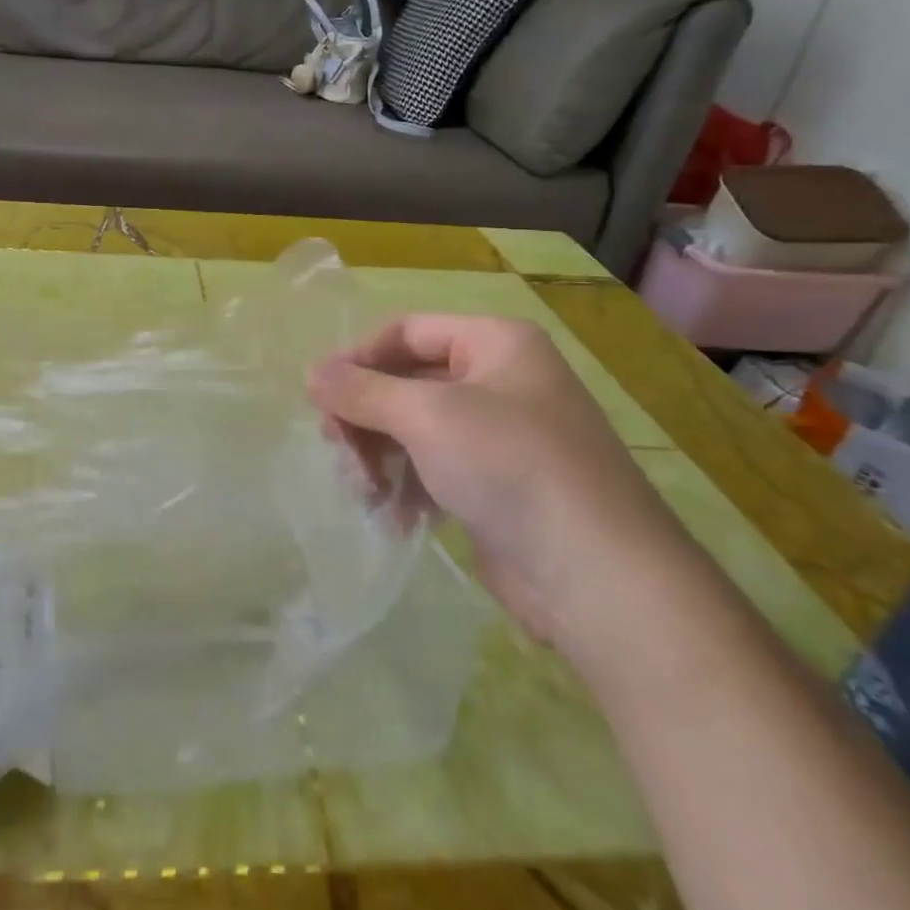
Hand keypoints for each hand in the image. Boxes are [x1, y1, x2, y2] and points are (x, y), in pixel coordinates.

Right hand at [308, 314, 697, 660]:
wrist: (599, 578)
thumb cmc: (510, 466)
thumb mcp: (427, 416)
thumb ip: (362, 391)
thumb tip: (310, 372)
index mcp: (495, 344)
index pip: (407, 332)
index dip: (358, 357)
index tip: (318, 395)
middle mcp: (500, 381)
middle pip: (407, 382)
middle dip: (367, 416)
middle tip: (336, 449)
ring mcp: (500, 436)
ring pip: (415, 430)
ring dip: (381, 457)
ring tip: (363, 491)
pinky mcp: (497, 486)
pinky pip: (434, 469)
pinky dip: (407, 487)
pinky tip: (393, 517)